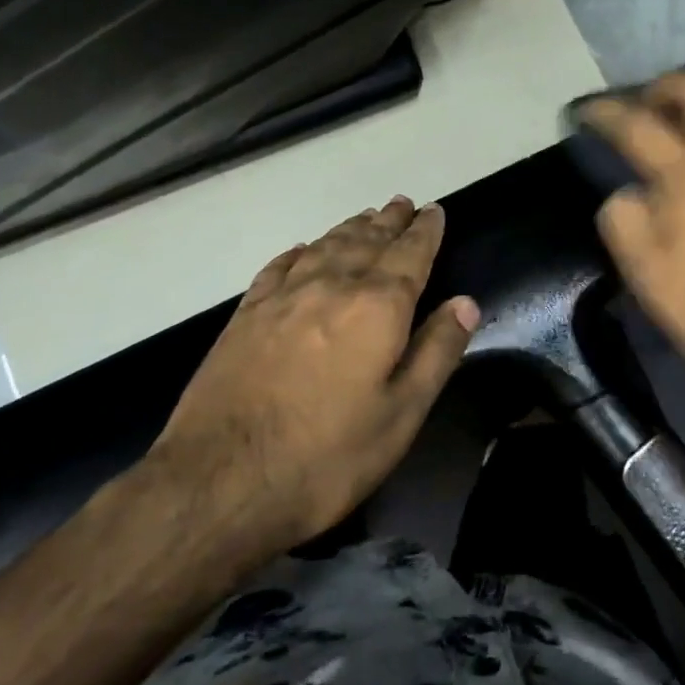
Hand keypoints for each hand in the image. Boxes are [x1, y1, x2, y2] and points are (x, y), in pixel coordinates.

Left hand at [145, 197, 478, 561]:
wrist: (218, 481)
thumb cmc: (325, 457)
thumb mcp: (400, 416)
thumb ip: (436, 353)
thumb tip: (466, 303)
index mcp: (377, 308)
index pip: (409, 255)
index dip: (425, 231)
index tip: (433, 210)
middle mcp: (332, 287)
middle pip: (367, 241)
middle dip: (389, 221)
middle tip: (402, 203)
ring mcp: (283, 297)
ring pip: (325, 246)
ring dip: (350, 228)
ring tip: (366, 216)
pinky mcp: (245, 315)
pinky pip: (279, 267)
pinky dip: (299, 252)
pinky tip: (303, 249)